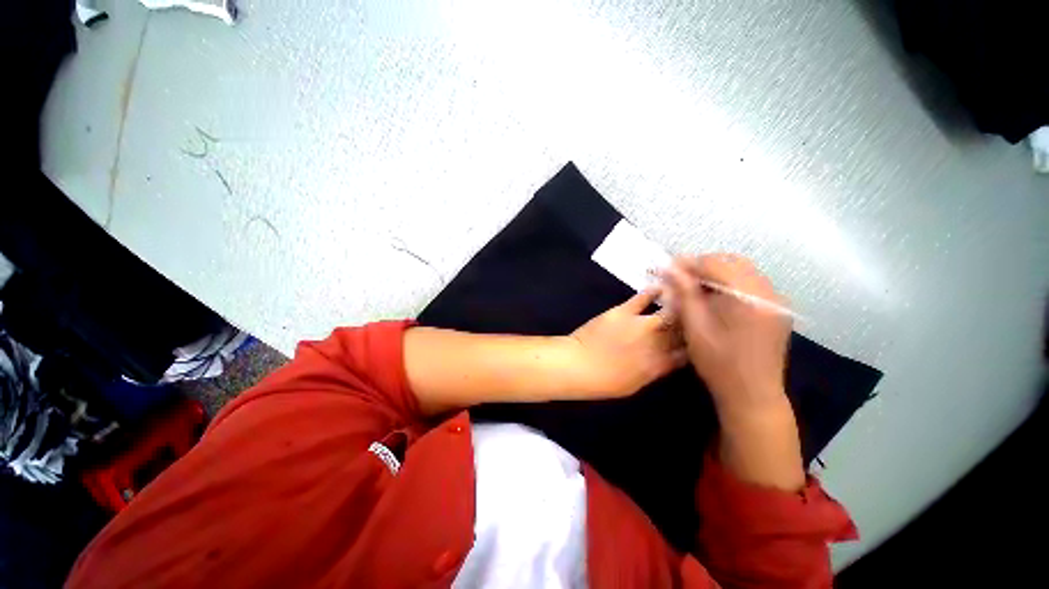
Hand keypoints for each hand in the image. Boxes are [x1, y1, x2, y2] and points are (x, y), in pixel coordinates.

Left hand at [564, 288, 687, 397]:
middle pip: (683, 330)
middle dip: (691, 321)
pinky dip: (653, 291)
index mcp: (660, 364)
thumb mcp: (634, 384)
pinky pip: (643, 298)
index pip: (687, 352)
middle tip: (695, 312)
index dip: (694, 343)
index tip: (697, 337)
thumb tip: (667, 361)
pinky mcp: (625, 311)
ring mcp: (642, 325)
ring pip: (670, 312)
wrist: (580, 365)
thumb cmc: (604, 382)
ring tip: (685, 295)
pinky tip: (660, 287)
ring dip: (679, 304)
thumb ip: (654, 371)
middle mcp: (657, 343)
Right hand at [661, 254, 804, 490]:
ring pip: (743, 272)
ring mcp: (777, 301)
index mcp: (750, 297)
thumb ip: (684, 293)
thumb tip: (669, 268)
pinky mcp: (776, 310)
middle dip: (703, 266)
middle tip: (680, 277)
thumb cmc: (719, 363)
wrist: (752, 396)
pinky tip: (713, 298)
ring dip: (716, 274)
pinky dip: (729, 285)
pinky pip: (750, 285)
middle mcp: (769, 293)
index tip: (667, 267)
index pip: (716, 265)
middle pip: (733, 263)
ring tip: (693, 287)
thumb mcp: (695, 327)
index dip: (689, 263)